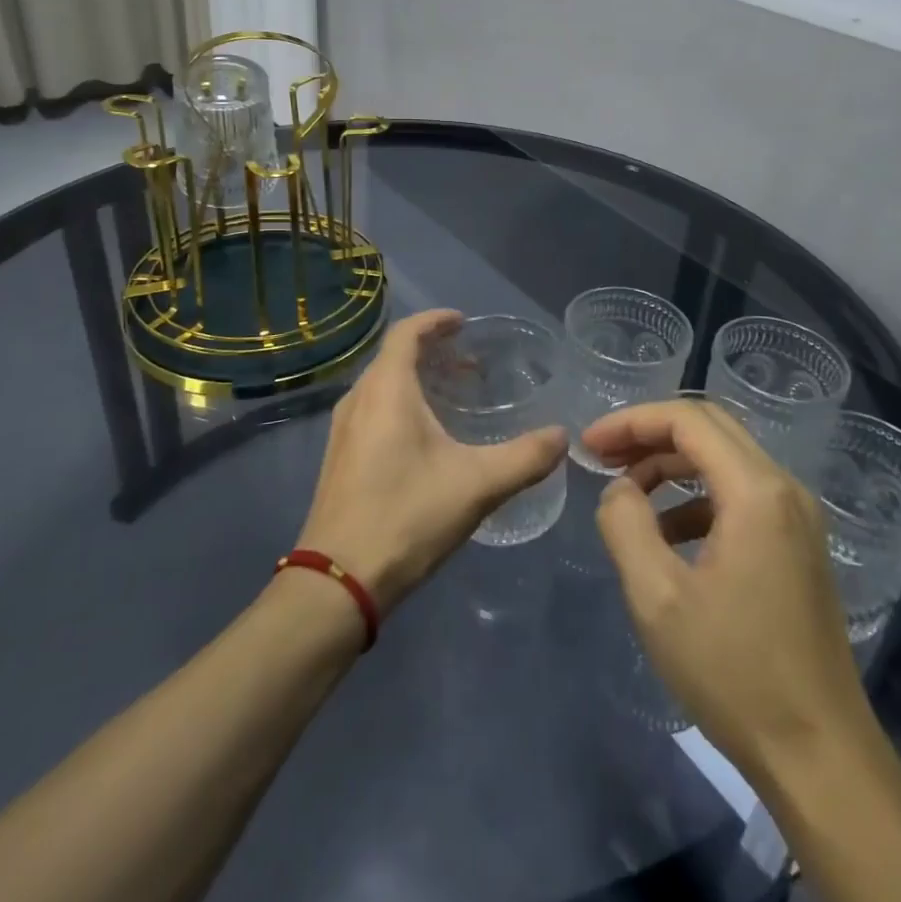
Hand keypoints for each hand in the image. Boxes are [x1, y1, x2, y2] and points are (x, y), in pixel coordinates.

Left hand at [297, 310, 565, 612]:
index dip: (435, 321)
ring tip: (451, 396)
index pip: (406, 332)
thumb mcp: (477, 485)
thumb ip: (525, 457)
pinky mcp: (338, 458)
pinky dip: (399, 404)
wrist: (339, 580)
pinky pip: (371, 410)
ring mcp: (342, 431)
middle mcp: (358, 400)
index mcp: (386, 390)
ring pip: (381, 386)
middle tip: (468, 364)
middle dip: (430, 351)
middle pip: (393, 357)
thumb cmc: (407, 516)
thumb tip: (562, 436)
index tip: (463, 322)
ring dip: (414, 379)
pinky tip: (424, 437)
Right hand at [583, 399, 891, 785]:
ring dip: (672, 464)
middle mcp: (784, 488)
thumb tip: (618, 490)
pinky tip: (667, 535)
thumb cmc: (734, 673)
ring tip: (627, 494)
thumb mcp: (657, 597)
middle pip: (709, 427)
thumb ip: (625, 525)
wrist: (819, 756)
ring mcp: (798, 517)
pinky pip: (740, 493)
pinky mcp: (798, 544)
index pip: (687, 420)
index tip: (589, 446)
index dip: (631, 422)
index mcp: (756, 491)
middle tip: (603, 457)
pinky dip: (696, 497)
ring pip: (725, 458)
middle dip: (650, 434)